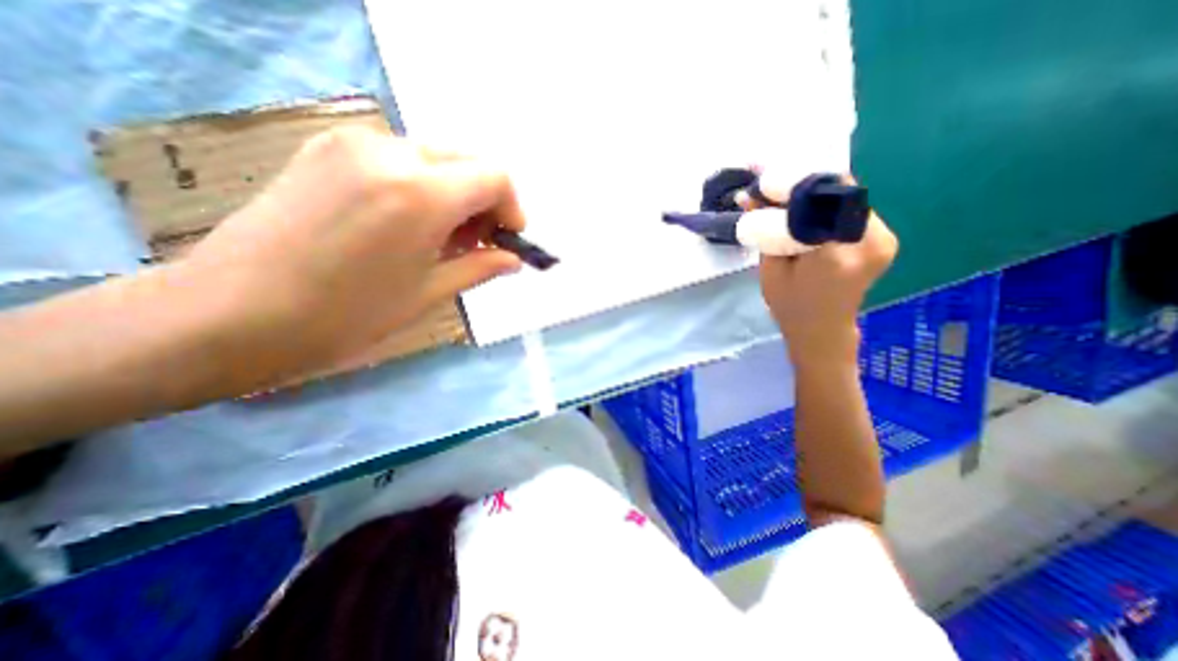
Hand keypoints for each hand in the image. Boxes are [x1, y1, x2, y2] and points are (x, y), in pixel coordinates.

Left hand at [181, 125, 522, 385]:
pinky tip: (406, 223)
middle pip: (468, 161)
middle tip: (475, 243)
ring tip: (440, 238)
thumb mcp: (428, 294)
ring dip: (454, 194)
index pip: (496, 177)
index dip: (512, 209)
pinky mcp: (326, 148)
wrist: (229, 314)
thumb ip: (480, 267)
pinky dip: (421, 185)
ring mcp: (353, 143)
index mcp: (421, 194)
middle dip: (485, 200)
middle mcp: (391, 153)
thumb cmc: (345, 316)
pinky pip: (399, 158)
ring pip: (436, 158)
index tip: (506, 240)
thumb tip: (513, 260)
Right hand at [744, 175, 903, 363]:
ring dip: (816, 195)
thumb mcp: (770, 268)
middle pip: (839, 192)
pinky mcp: (884, 238)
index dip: (794, 184)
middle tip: (774, 189)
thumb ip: (766, 229)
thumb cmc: (790, 305)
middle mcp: (871, 240)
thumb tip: (749, 195)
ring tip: (787, 201)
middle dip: (804, 187)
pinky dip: (828, 206)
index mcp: (838, 253)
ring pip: (847, 197)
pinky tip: (808, 214)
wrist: (822, 330)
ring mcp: (883, 238)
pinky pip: (854, 209)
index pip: (823, 198)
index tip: (767, 181)